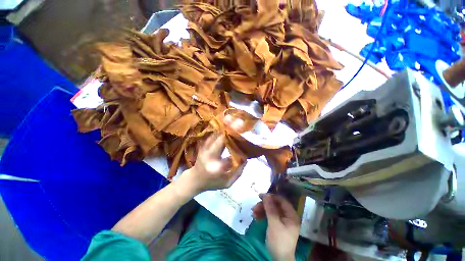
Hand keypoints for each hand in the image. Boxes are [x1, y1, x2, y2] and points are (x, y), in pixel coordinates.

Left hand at [177, 116, 245, 195]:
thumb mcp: (227, 183)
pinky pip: (213, 134)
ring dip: (225, 126)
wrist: (194, 179)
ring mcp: (204, 147)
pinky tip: (227, 124)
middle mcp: (208, 153)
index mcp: (214, 164)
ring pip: (216, 133)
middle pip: (220, 137)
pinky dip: (221, 129)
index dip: (233, 138)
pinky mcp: (203, 144)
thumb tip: (245, 157)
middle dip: (230, 128)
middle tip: (240, 121)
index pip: (225, 149)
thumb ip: (238, 172)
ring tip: (235, 120)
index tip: (242, 131)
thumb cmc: (211, 183)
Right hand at [252, 194, 300, 260]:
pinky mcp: (277, 225)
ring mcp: (282, 221)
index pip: (281, 200)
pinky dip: (263, 216)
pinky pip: (269, 217)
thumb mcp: (274, 224)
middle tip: (255, 207)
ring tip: (253, 213)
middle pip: (275, 205)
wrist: (279, 260)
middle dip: (264, 205)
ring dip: (262, 210)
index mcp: (291, 215)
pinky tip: (256, 217)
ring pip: (271, 211)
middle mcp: (287, 216)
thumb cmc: (279, 241)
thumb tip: (266, 194)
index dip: (271, 197)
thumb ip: (270, 208)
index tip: (260, 196)